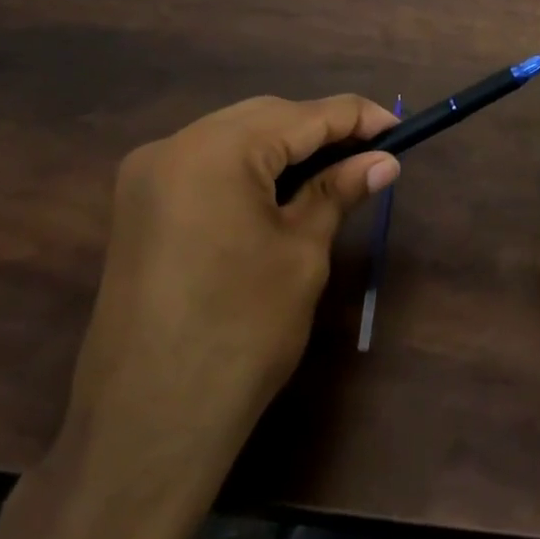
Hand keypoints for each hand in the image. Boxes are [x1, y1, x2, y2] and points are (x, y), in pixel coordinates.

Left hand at [48, 95, 399, 532]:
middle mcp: (172, 146)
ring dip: (285, 147)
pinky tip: (282, 190)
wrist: (150, 423)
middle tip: (370, 154)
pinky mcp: (139, 206)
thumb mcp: (303, 253)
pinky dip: (251, 168)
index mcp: (215, 151)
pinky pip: (207, 164)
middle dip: (320, 130)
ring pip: (234, 136)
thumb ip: (338, 192)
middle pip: (265, 117)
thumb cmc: (242, 333)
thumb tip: (383, 161)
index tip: (399, 129)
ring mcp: (147, 176)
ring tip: (335, 171)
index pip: (304, 115)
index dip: (358, 118)